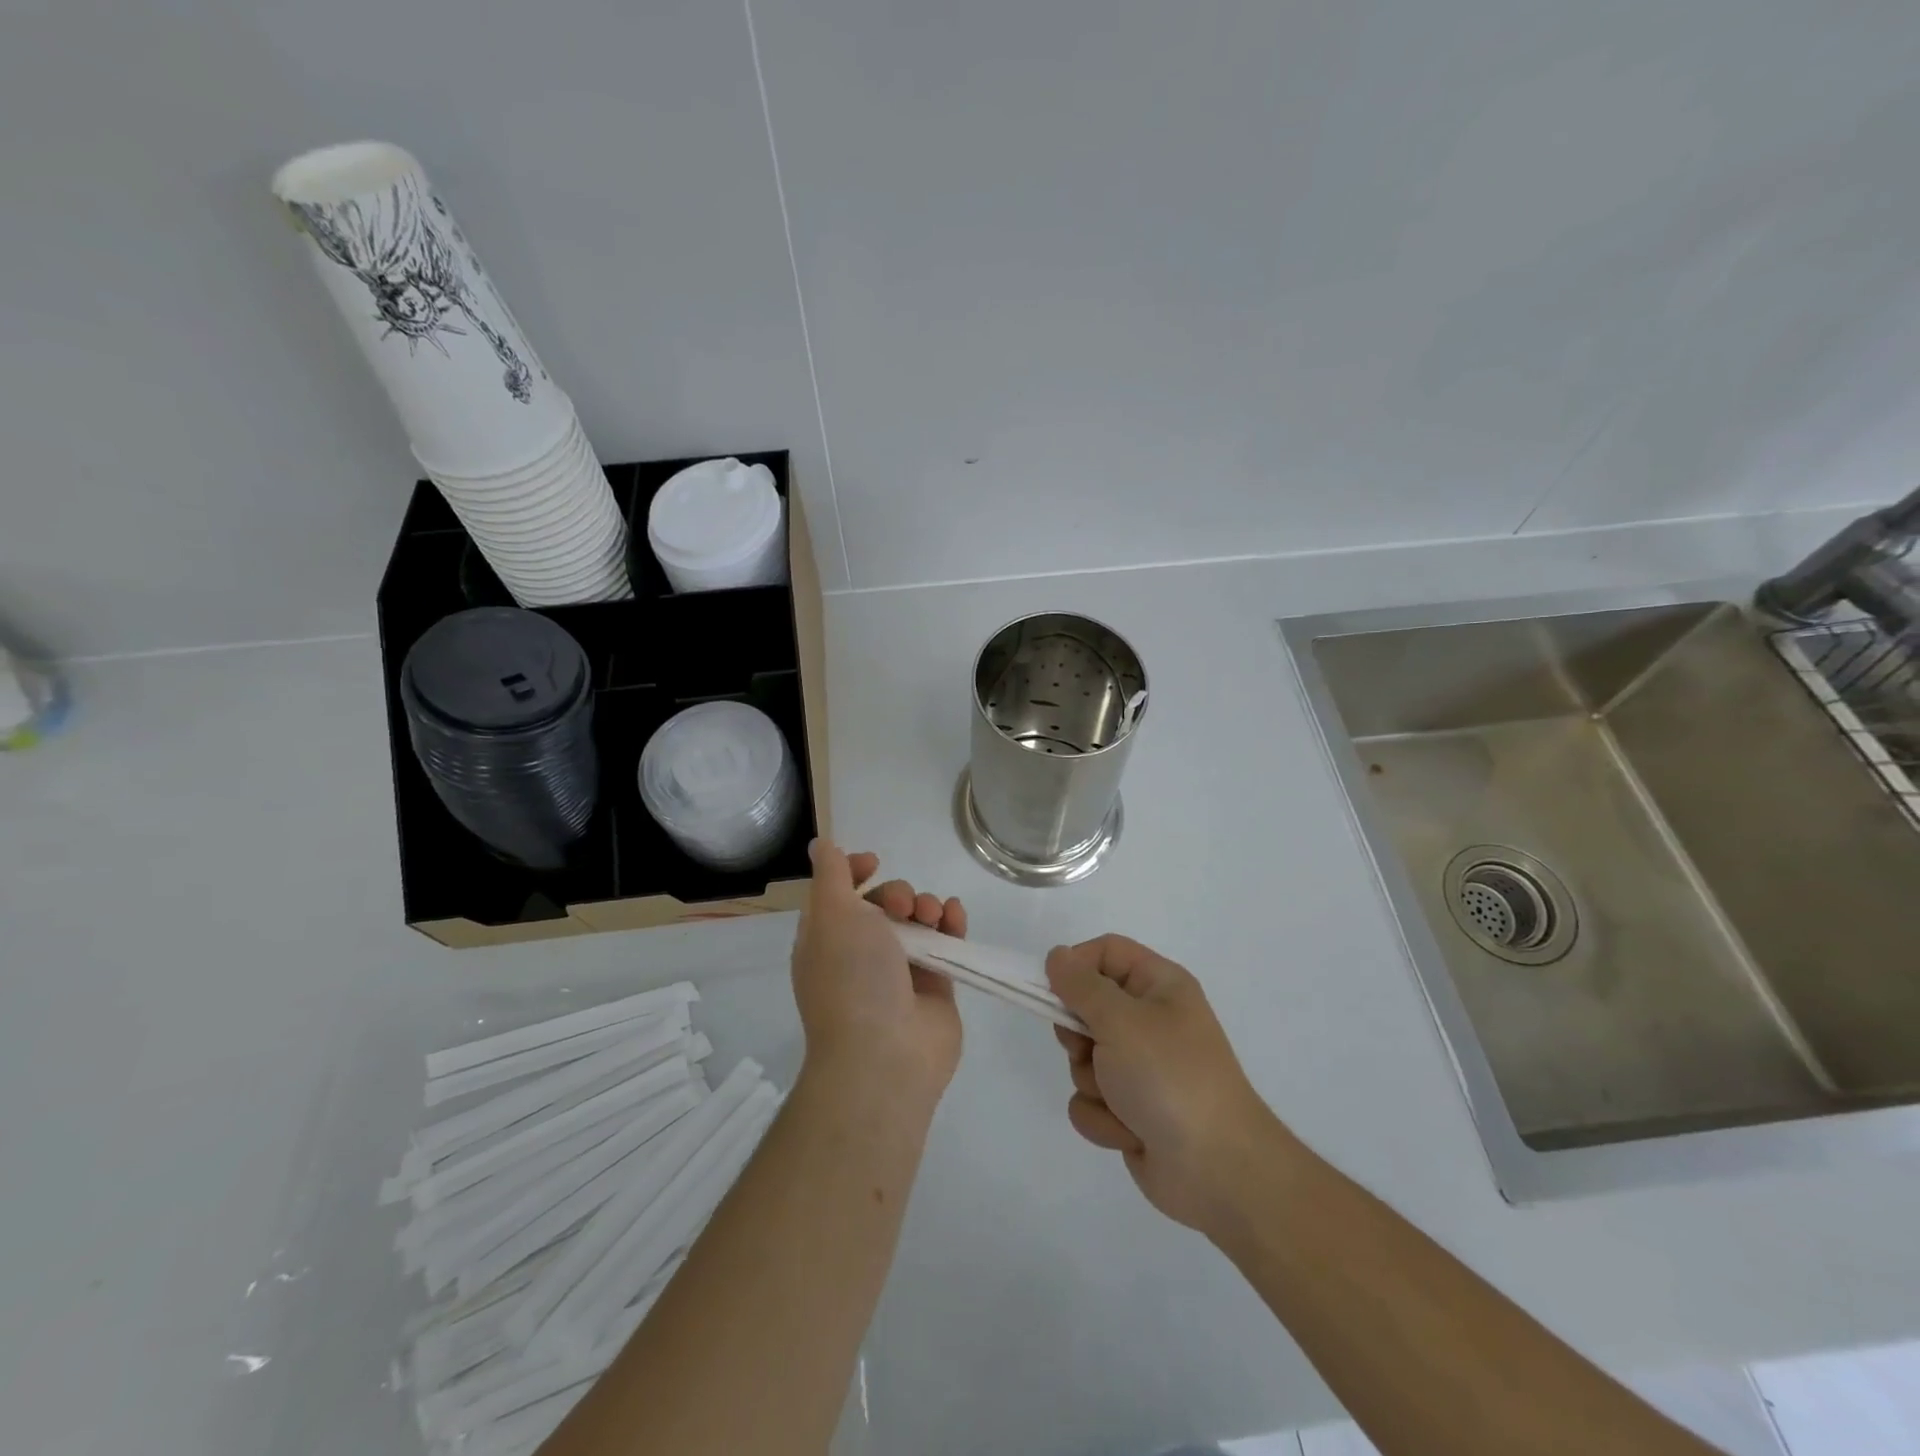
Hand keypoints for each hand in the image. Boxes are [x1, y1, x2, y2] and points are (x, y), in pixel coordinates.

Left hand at [791, 840, 966, 1110]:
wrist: (885, 1055)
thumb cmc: (852, 978)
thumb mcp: (832, 914)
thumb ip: (832, 875)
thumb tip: (821, 844)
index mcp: (827, 940)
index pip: (840, 895)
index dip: (855, 872)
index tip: (874, 862)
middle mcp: (861, 954)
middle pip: (883, 904)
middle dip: (897, 893)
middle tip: (902, 908)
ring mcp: (899, 972)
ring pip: (917, 921)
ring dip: (927, 906)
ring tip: (933, 916)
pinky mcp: (935, 986)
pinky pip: (945, 943)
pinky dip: (952, 924)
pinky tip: (955, 916)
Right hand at [1046, 935, 1278, 1231]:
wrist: (1218, 1169)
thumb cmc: (1170, 1077)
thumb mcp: (1121, 1020)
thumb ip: (1081, 985)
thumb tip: (1057, 956)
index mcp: (1160, 985)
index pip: (1106, 952)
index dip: (1076, 966)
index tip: (1052, 990)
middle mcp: (1150, 1020)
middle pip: (1087, 1007)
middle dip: (1079, 1035)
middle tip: (1089, 1048)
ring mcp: (1140, 1067)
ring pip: (1083, 1059)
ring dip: (1093, 1082)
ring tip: (1122, 1100)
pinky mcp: (1131, 1109)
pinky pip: (1091, 1100)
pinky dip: (1103, 1117)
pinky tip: (1129, 1132)